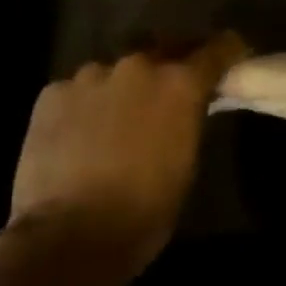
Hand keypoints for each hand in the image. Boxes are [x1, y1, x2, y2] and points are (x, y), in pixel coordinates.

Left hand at [9, 34, 244, 273]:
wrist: (68, 238)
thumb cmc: (144, 210)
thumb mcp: (186, 160)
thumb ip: (189, 118)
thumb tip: (186, 107)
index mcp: (181, 83)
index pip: (218, 47)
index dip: (228, 52)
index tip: (232, 58)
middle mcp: (139, 66)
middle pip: (165, 48)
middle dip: (171, 64)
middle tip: (170, 89)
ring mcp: (92, 75)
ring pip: (116, 69)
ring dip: (124, 85)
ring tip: (116, 115)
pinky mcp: (53, 93)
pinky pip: (78, 89)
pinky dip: (85, 104)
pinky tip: (78, 133)